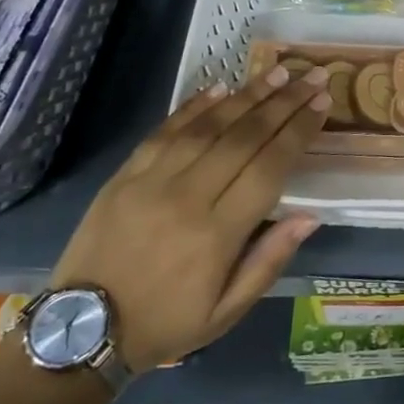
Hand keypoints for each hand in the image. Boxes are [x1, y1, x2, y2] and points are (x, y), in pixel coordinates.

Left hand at [49, 63, 331, 370]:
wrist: (80, 331)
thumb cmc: (165, 324)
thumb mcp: (225, 313)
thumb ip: (268, 262)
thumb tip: (309, 216)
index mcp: (217, 235)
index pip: (270, 168)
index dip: (298, 131)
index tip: (322, 104)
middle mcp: (188, 198)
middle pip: (245, 137)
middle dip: (284, 103)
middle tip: (313, 77)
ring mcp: (152, 181)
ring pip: (209, 126)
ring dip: (247, 95)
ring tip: (278, 72)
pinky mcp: (125, 175)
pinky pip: (165, 131)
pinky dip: (194, 106)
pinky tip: (220, 88)